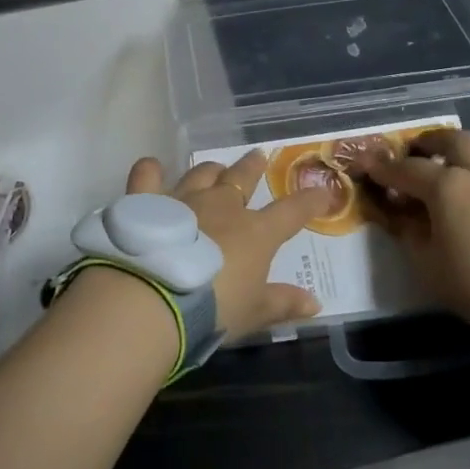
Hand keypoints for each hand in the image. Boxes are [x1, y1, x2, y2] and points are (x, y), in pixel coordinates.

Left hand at [120, 152, 334, 339]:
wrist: (154, 298)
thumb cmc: (212, 310)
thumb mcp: (253, 313)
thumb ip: (283, 304)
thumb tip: (315, 303)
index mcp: (255, 232)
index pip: (292, 211)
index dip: (310, 200)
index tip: (323, 191)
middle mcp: (221, 206)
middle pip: (242, 178)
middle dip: (253, 166)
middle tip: (258, 155)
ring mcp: (183, 199)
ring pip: (201, 174)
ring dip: (210, 170)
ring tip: (215, 167)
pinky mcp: (146, 203)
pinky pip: (147, 177)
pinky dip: (150, 171)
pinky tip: (151, 167)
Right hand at [356, 129, 469, 332]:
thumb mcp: (429, 266)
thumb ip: (410, 234)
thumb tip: (401, 214)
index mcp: (446, 187)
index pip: (407, 169)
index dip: (384, 168)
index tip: (368, 165)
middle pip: (452, 140)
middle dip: (430, 142)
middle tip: (419, 151)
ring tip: (467, 162)